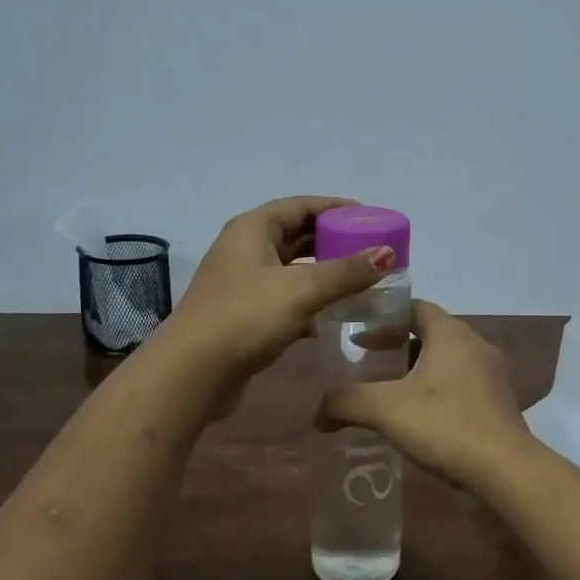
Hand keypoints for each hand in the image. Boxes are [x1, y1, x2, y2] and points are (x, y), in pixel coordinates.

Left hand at [167, 196, 394, 409]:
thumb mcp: (301, 290)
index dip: (335, 208)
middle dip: (333, 241)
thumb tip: (387, 252)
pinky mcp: (244, 316)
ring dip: (323, 273)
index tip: (370, 218)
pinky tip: (330, 317)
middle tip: (370, 250)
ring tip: (359, 281)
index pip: (300, 206)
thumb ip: (346, 272)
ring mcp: (242, 284)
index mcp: (252, 229)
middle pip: (296, 235)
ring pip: (291, 270)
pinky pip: (284, 299)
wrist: (192, 374)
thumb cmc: (245, 318)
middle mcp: (244, 250)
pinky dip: (308, 302)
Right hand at [314, 299, 533, 487]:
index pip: (414, 307)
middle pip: (430, 333)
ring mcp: (492, 375)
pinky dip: (437, 391)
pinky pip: (461, 385)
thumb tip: (318, 412)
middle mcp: (476, 345)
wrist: (505, 471)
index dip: (383, 317)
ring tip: (389, 393)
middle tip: (368, 363)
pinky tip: (419, 418)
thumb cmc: (445, 424)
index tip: (357, 333)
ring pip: (446, 361)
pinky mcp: (499, 402)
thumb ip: (345, 402)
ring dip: (417, 371)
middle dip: (397, 346)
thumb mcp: (385, 409)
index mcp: (451, 333)